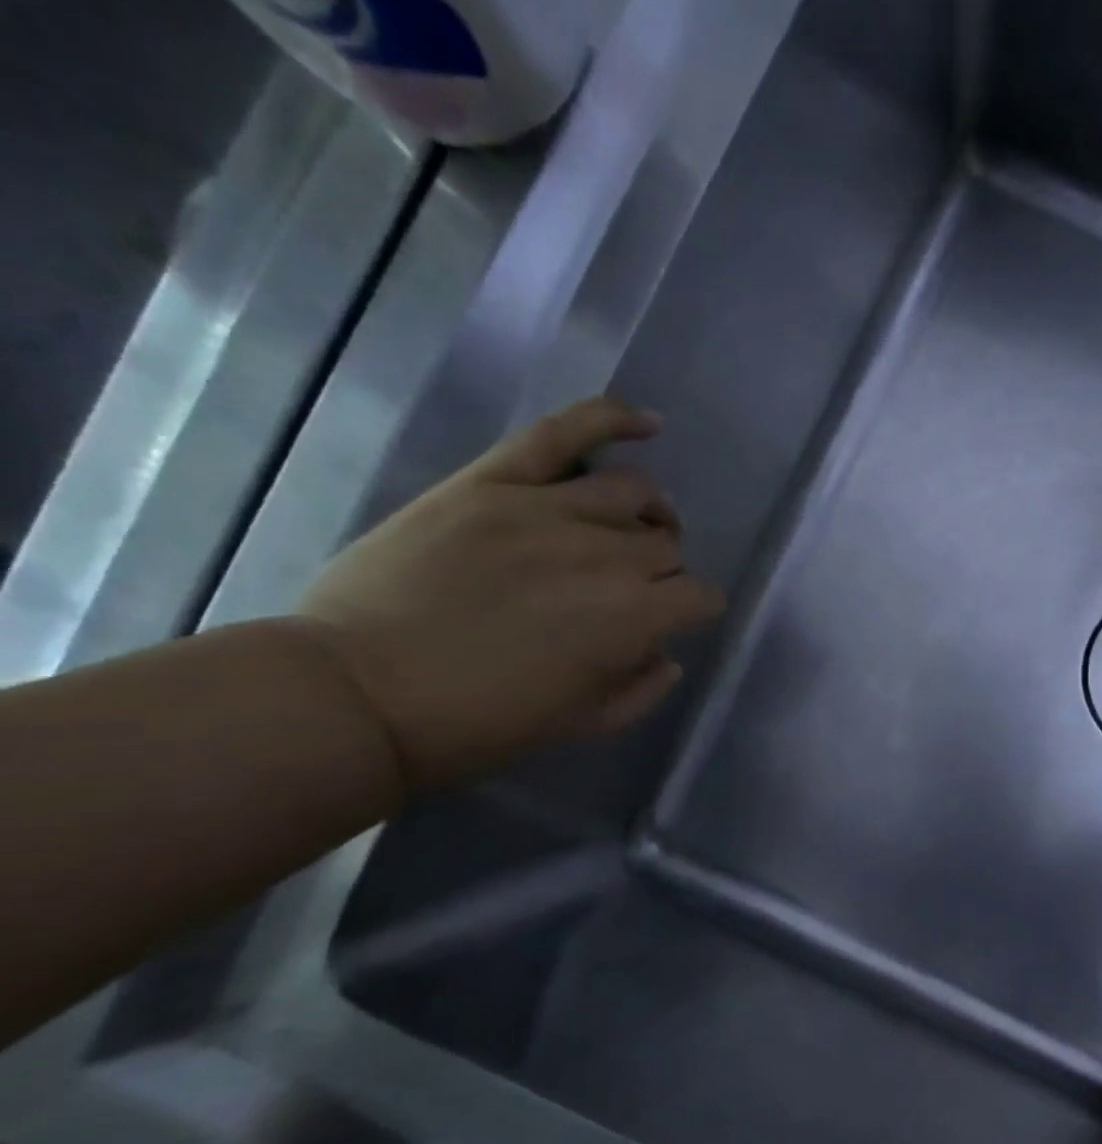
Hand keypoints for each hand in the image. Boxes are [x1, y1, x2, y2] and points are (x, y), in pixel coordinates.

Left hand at [297, 398, 725, 792]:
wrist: (359, 696)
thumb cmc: (480, 724)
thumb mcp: (582, 725)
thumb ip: (642, 690)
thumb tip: (667, 655)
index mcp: (633, 618)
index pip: (699, 596)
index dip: (695, 610)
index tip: (676, 621)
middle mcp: (607, 555)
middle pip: (666, 546)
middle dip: (663, 571)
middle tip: (632, 590)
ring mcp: (548, 509)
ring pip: (633, 491)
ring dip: (648, 513)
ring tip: (635, 525)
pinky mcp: (494, 482)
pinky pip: (563, 432)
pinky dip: (611, 418)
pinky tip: (647, 423)